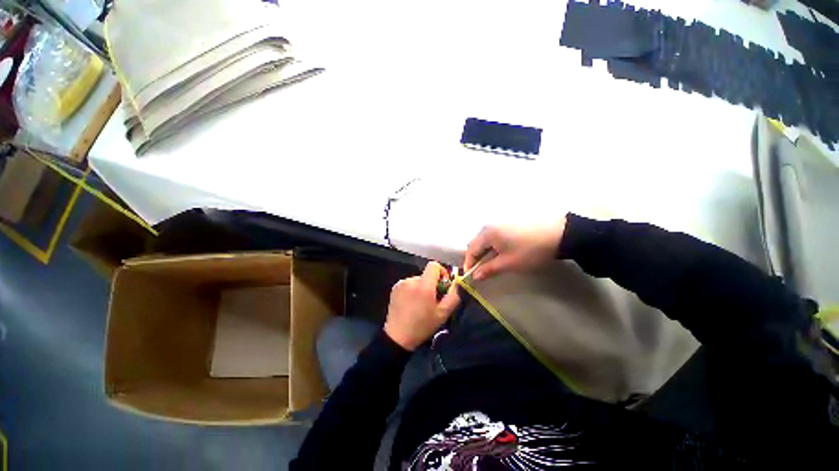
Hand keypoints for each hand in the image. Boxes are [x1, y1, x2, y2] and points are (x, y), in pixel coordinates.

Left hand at [384, 262, 460, 350]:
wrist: (398, 337)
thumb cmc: (422, 326)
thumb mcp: (443, 314)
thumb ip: (453, 296)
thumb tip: (457, 284)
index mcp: (424, 285)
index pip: (434, 265)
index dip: (441, 272)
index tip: (443, 285)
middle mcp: (411, 280)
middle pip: (427, 275)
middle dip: (432, 284)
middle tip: (432, 301)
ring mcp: (401, 283)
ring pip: (418, 280)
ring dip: (422, 288)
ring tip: (420, 304)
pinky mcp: (395, 287)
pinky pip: (409, 284)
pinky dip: (412, 290)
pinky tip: (411, 304)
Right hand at [464, 216, 566, 280]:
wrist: (559, 233)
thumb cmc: (530, 251)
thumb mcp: (508, 263)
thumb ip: (488, 269)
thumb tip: (474, 276)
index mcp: (487, 233)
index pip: (471, 250)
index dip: (469, 264)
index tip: (470, 277)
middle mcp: (490, 225)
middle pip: (476, 243)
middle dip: (476, 258)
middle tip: (481, 271)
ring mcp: (500, 223)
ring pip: (486, 239)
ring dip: (485, 252)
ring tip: (492, 263)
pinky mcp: (509, 223)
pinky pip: (494, 236)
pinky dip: (493, 246)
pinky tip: (501, 253)